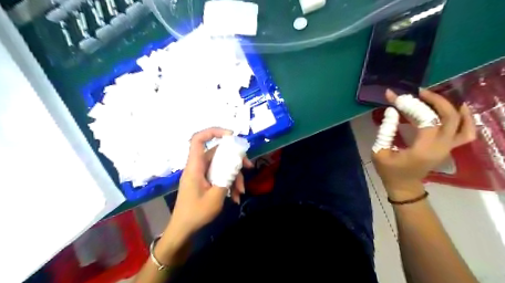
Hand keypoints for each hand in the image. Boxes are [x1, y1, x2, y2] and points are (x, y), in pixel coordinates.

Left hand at [166, 128, 252, 242]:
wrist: (183, 229)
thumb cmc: (196, 213)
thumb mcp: (216, 197)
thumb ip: (227, 177)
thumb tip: (236, 164)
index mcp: (195, 166)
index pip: (198, 140)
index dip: (213, 132)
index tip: (231, 136)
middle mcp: (198, 167)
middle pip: (217, 153)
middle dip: (235, 159)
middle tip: (248, 167)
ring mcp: (202, 174)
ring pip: (221, 166)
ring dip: (234, 176)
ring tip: (241, 191)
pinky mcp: (205, 181)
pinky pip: (219, 176)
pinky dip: (229, 183)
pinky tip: (236, 197)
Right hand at [372, 89, 475, 200]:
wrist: (403, 185)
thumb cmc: (389, 171)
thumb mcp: (379, 152)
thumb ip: (385, 131)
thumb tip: (391, 111)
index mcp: (423, 149)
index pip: (425, 120)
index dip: (411, 106)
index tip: (395, 97)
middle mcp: (441, 147)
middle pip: (449, 118)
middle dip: (434, 101)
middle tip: (417, 92)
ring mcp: (448, 148)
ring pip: (462, 123)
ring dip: (450, 107)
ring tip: (435, 97)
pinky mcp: (448, 147)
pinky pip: (466, 132)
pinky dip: (465, 118)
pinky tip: (456, 108)